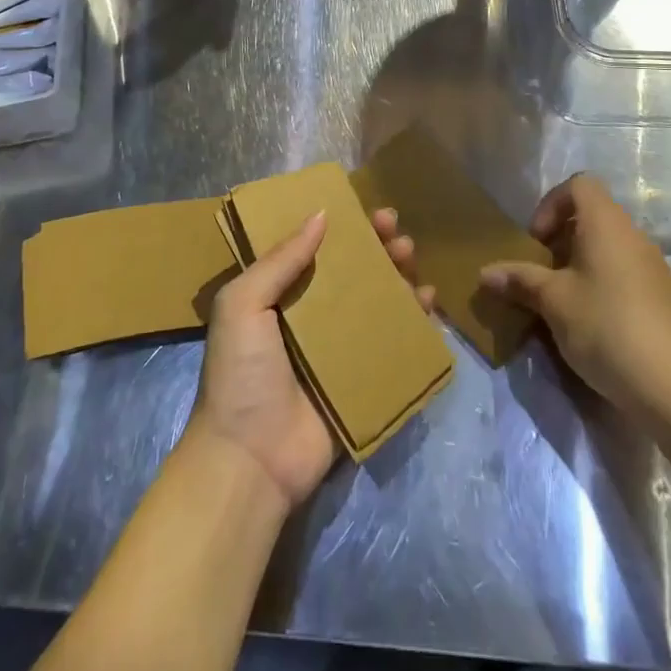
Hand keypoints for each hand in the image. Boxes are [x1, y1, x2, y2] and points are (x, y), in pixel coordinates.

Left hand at [185, 206, 434, 510]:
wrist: (251, 461)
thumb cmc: (241, 374)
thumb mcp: (243, 304)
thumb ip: (280, 260)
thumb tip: (321, 214)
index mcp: (280, 295)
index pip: (317, 249)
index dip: (343, 227)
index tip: (367, 210)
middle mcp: (312, 317)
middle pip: (353, 272)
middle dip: (377, 248)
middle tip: (396, 232)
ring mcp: (340, 350)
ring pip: (378, 302)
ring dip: (399, 277)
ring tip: (412, 260)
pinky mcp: (363, 380)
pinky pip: (394, 344)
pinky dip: (415, 322)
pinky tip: (429, 304)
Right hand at [479, 173, 670, 417]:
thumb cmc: (605, 327)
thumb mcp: (553, 302)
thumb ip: (519, 280)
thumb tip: (485, 273)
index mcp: (606, 223)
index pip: (579, 184)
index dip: (551, 204)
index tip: (536, 240)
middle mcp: (632, 234)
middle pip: (592, 215)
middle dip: (560, 238)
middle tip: (541, 272)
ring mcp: (652, 266)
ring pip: (607, 246)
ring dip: (579, 263)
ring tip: (560, 299)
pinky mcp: (662, 296)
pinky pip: (623, 271)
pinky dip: (601, 282)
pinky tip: (589, 321)